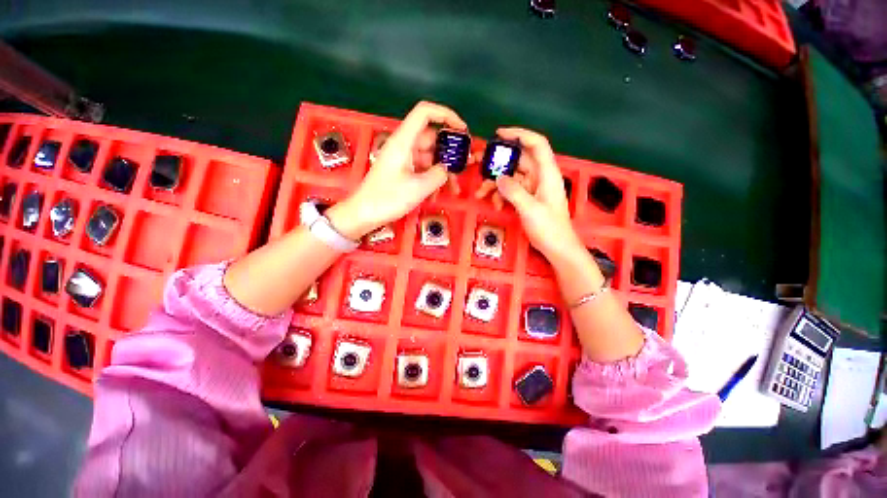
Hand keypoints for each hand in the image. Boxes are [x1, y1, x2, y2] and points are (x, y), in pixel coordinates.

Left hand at [327, 101, 467, 238]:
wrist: (364, 214)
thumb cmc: (387, 199)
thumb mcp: (418, 188)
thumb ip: (438, 175)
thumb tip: (447, 169)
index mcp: (403, 141)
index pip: (425, 113)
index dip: (446, 115)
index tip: (462, 130)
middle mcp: (404, 146)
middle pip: (432, 138)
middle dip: (450, 151)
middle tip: (465, 165)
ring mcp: (403, 159)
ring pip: (429, 156)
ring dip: (443, 169)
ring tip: (454, 187)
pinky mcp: (403, 171)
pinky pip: (422, 169)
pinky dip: (432, 178)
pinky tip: (439, 194)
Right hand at [492, 128, 584, 262]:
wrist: (557, 248)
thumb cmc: (549, 228)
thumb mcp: (529, 209)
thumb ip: (513, 191)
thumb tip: (498, 177)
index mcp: (547, 174)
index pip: (536, 144)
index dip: (520, 134)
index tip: (500, 134)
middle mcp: (540, 177)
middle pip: (518, 160)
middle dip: (498, 163)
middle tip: (478, 164)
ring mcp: (533, 188)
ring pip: (511, 177)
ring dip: (495, 183)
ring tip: (480, 193)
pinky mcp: (527, 198)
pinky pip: (511, 190)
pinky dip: (501, 195)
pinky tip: (494, 205)